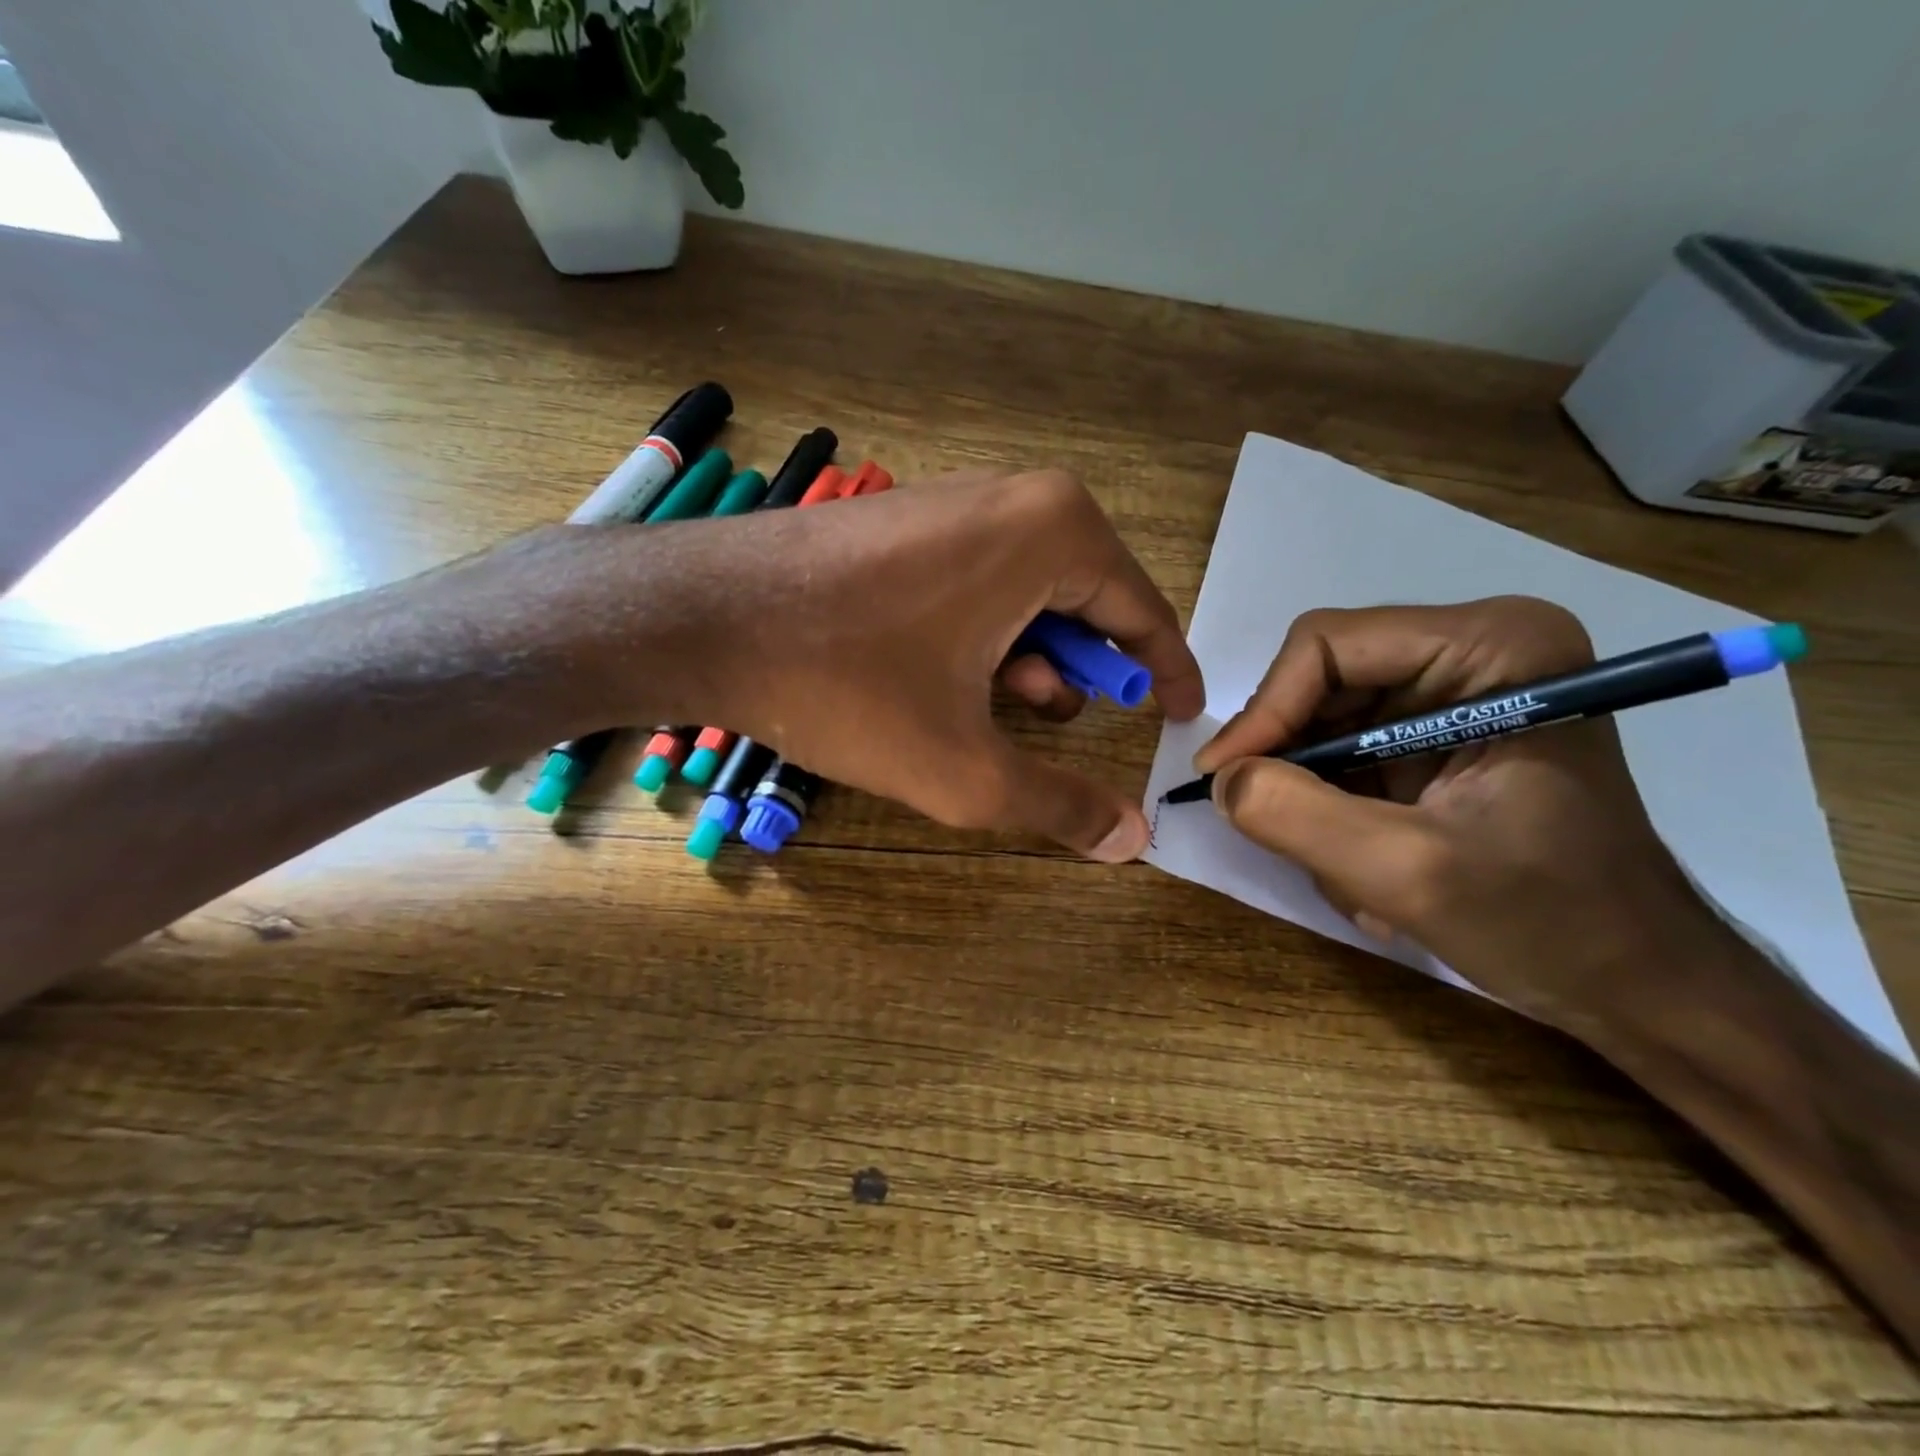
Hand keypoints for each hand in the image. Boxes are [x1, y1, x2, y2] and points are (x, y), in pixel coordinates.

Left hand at [572, 468, 1204, 860]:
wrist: (701, 616)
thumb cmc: (844, 682)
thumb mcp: (963, 767)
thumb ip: (1057, 806)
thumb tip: (1133, 840)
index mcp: (1056, 533)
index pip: (1143, 612)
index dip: (1167, 672)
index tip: (1181, 716)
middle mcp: (1016, 498)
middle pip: (1087, 600)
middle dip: (1089, 670)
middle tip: (1079, 724)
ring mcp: (955, 502)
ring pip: (1029, 593)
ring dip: (1032, 658)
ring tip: (1008, 710)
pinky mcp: (909, 521)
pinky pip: (980, 580)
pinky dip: (986, 634)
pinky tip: (952, 678)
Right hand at [1194, 596, 1726, 1034]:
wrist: (1635, 984)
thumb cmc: (1550, 922)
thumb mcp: (1408, 873)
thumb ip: (1297, 817)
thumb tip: (1220, 778)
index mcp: (1493, 647)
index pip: (1327, 646)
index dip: (1264, 710)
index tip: (1223, 778)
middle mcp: (1472, 651)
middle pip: (1320, 682)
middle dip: (1292, 762)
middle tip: (1270, 827)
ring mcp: (1454, 694)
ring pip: (1322, 723)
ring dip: (1313, 798)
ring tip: (1345, 871)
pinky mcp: (1436, 736)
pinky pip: (1342, 754)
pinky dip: (1332, 811)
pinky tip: (1364, 867)